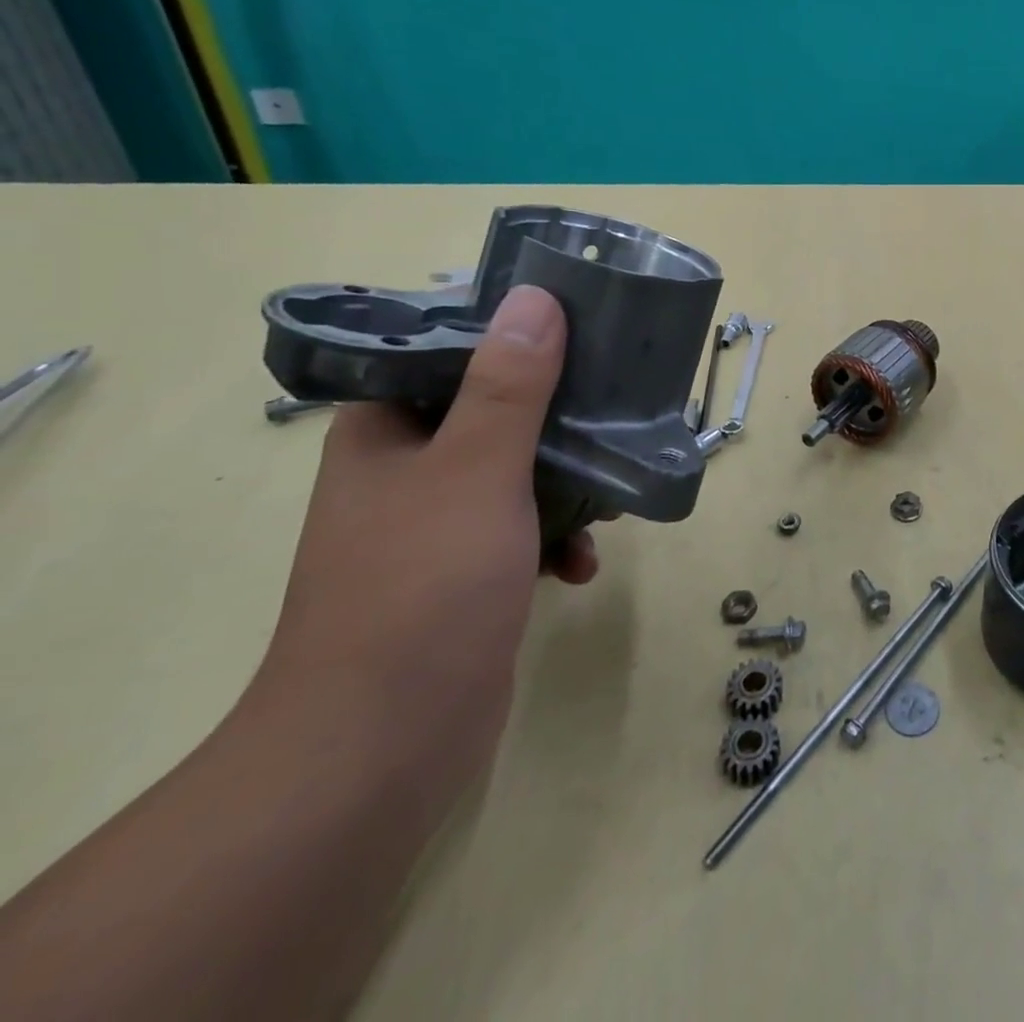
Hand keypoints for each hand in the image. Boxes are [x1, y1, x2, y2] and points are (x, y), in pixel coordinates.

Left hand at [257, 285, 596, 786]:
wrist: (382, 747)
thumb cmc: (421, 588)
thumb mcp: (476, 471)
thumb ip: (510, 386)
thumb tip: (536, 299)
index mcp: (385, 435)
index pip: (447, 354)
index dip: (512, 335)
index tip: (581, 331)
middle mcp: (407, 472)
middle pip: (497, 412)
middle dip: (563, 416)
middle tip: (619, 407)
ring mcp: (438, 527)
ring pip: (522, 473)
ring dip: (573, 482)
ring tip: (616, 492)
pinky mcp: (469, 575)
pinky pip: (526, 531)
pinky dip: (559, 539)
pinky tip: (585, 563)